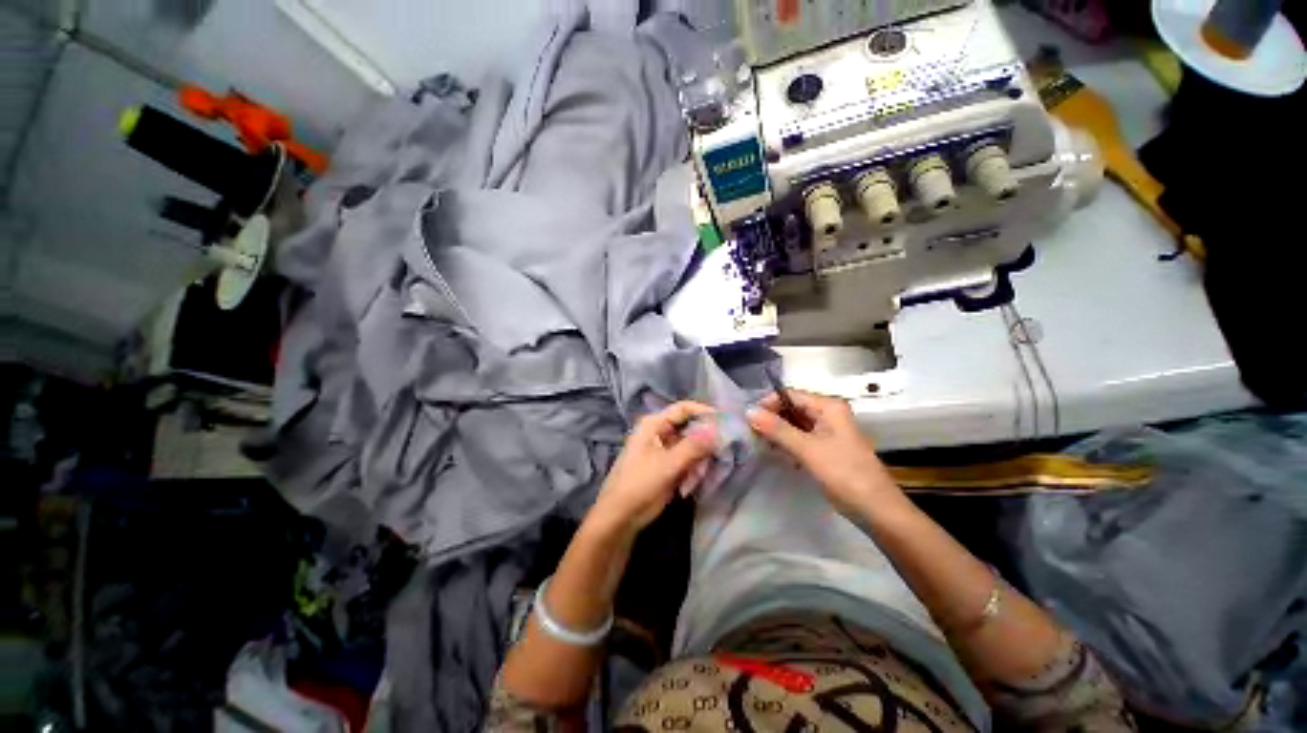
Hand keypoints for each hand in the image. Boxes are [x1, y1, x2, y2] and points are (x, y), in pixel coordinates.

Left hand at [590, 401, 717, 534]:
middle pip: (690, 428)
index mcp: (654, 424)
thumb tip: (718, 429)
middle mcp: (659, 432)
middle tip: (719, 455)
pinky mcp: (668, 466)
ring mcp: (664, 450)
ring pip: (692, 447)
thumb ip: (694, 446)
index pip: (684, 409)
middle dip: (704, 443)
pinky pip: (688, 461)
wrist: (620, 517)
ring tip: (697, 478)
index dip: (704, 412)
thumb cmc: (640, 484)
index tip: (726, 423)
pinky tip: (688, 486)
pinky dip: (693, 471)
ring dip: (699, 462)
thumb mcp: (668, 464)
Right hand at [747, 390, 900, 516]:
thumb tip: (748, 411)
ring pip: (795, 423)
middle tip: (749, 431)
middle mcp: (828, 413)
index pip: (790, 395)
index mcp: (828, 406)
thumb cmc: (843, 474)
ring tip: (757, 441)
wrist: (876, 510)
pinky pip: (801, 437)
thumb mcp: (807, 449)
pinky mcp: (826, 448)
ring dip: (777, 431)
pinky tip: (773, 451)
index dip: (768, 403)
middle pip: (792, 408)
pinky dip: (786, 442)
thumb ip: (777, 429)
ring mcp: (828, 431)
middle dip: (771, 417)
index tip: (747, 418)